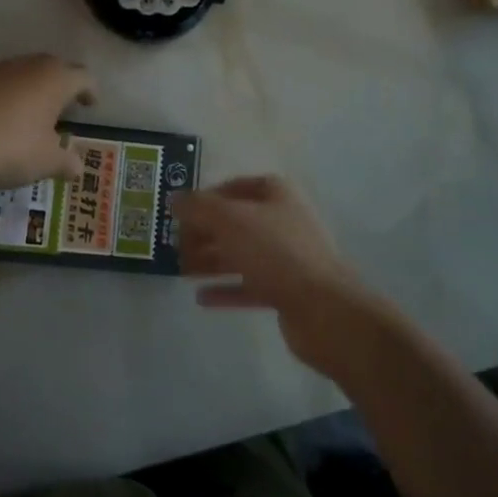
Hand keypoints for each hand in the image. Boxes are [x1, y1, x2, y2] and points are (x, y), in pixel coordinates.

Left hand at [0, 55, 94, 187]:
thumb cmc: (9, 147)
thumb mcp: (45, 162)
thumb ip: (66, 162)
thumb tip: (78, 166)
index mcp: (56, 80)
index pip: (84, 78)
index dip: (90, 92)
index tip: (90, 105)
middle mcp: (30, 65)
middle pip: (54, 69)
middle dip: (61, 86)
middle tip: (62, 108)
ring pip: (24, 73)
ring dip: (31, 89)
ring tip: (30, 115)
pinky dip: (4, 95)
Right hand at [177, 177, 391, 378]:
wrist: (324, 309)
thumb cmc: (275, 251)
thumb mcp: (229, 220)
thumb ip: (198, 207)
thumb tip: (174, 198)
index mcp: (276, 195)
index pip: (236, 186)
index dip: (207, 196)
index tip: (180, 212)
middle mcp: (283, 221)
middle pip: (236, 222)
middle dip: (204, 232)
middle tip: (174, 244)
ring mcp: (287, 258)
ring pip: (241, 254)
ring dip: (210, 261)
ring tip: (180, 270)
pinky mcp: (286, 291)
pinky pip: (249, 285)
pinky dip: (226, 290)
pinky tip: (201, 298)